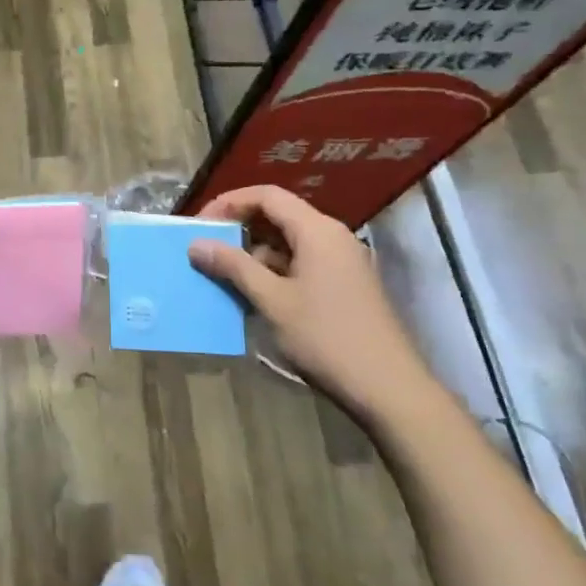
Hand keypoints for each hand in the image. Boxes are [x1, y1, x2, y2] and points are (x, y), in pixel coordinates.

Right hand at [187, 185, 435, 422]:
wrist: (389, 389)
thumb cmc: (326, 338)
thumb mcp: (272, 301)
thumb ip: (234, 267)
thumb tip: (196, 244)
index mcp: (317, 230)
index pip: (267, 196)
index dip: (229, 203)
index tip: (200, 224)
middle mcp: (332, 236)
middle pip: (279, 215)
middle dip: (240, 228)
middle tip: (207, 247)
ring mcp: (342, 261)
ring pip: (289, 242)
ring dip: (255, 253)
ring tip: (223, 273)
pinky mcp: (344, 285)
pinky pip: (301, 263)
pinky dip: (274, 270)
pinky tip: (253, 294)